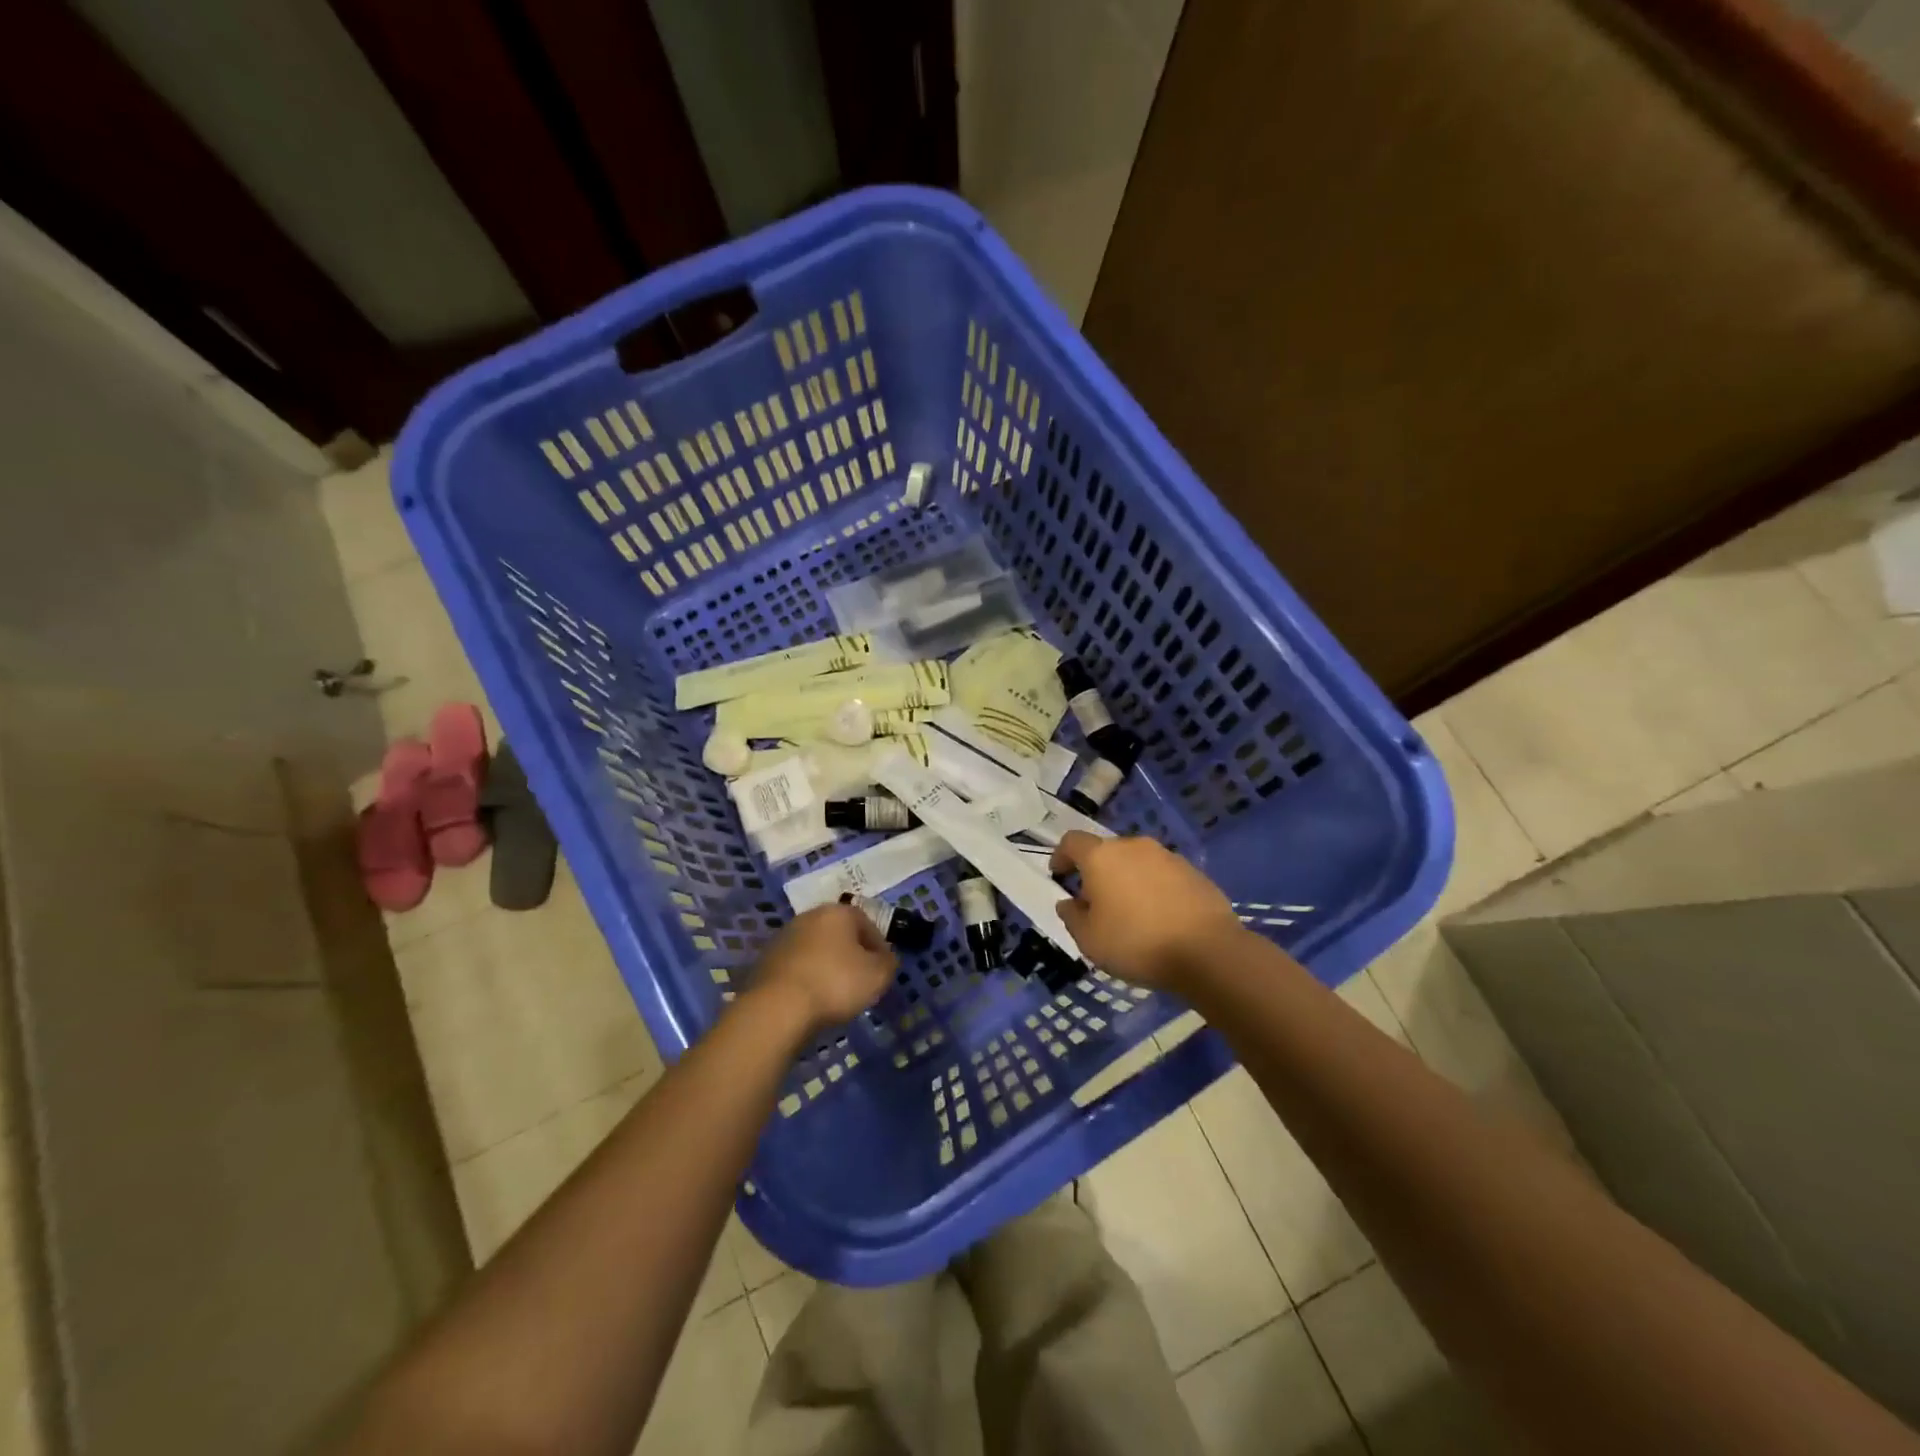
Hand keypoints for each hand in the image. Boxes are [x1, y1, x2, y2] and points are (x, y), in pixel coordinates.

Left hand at [750, 902, 896, 1037]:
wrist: (777, 1008)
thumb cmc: (835, 983)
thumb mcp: (877, 976)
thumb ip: (888, 963)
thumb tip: (886, 958)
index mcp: (838, 912)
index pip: (867, 923)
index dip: (879, 946)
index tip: (883, 968)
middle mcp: (810, 916)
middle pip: (839, 933)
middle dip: (851, 953)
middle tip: (860, 979)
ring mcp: (784, 937)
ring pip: (816, 948)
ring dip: (827, 965)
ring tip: (835, 993)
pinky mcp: (766, 960)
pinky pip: (797, 966)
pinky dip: (806, 977)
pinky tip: (811, 998)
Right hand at [1050, 832, 1243, 989]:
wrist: (1207, 951)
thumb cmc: (1136, 943)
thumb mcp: (1090, 940)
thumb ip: (1072, 917)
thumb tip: (1068, 903)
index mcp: (1102, 857)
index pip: (1072, 842)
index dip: (1061, 856)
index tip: (1059, 875)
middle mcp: (1134, 847)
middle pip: (1107, 852)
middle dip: (1097, 873)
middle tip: (1096, 903)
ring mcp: (1167, 857)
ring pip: (1137, 862)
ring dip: (1128, 880)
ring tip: (1131, 913)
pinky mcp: (1194, 872)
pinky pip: (1163, 876)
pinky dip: (1155, 889)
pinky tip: (1160, 918)